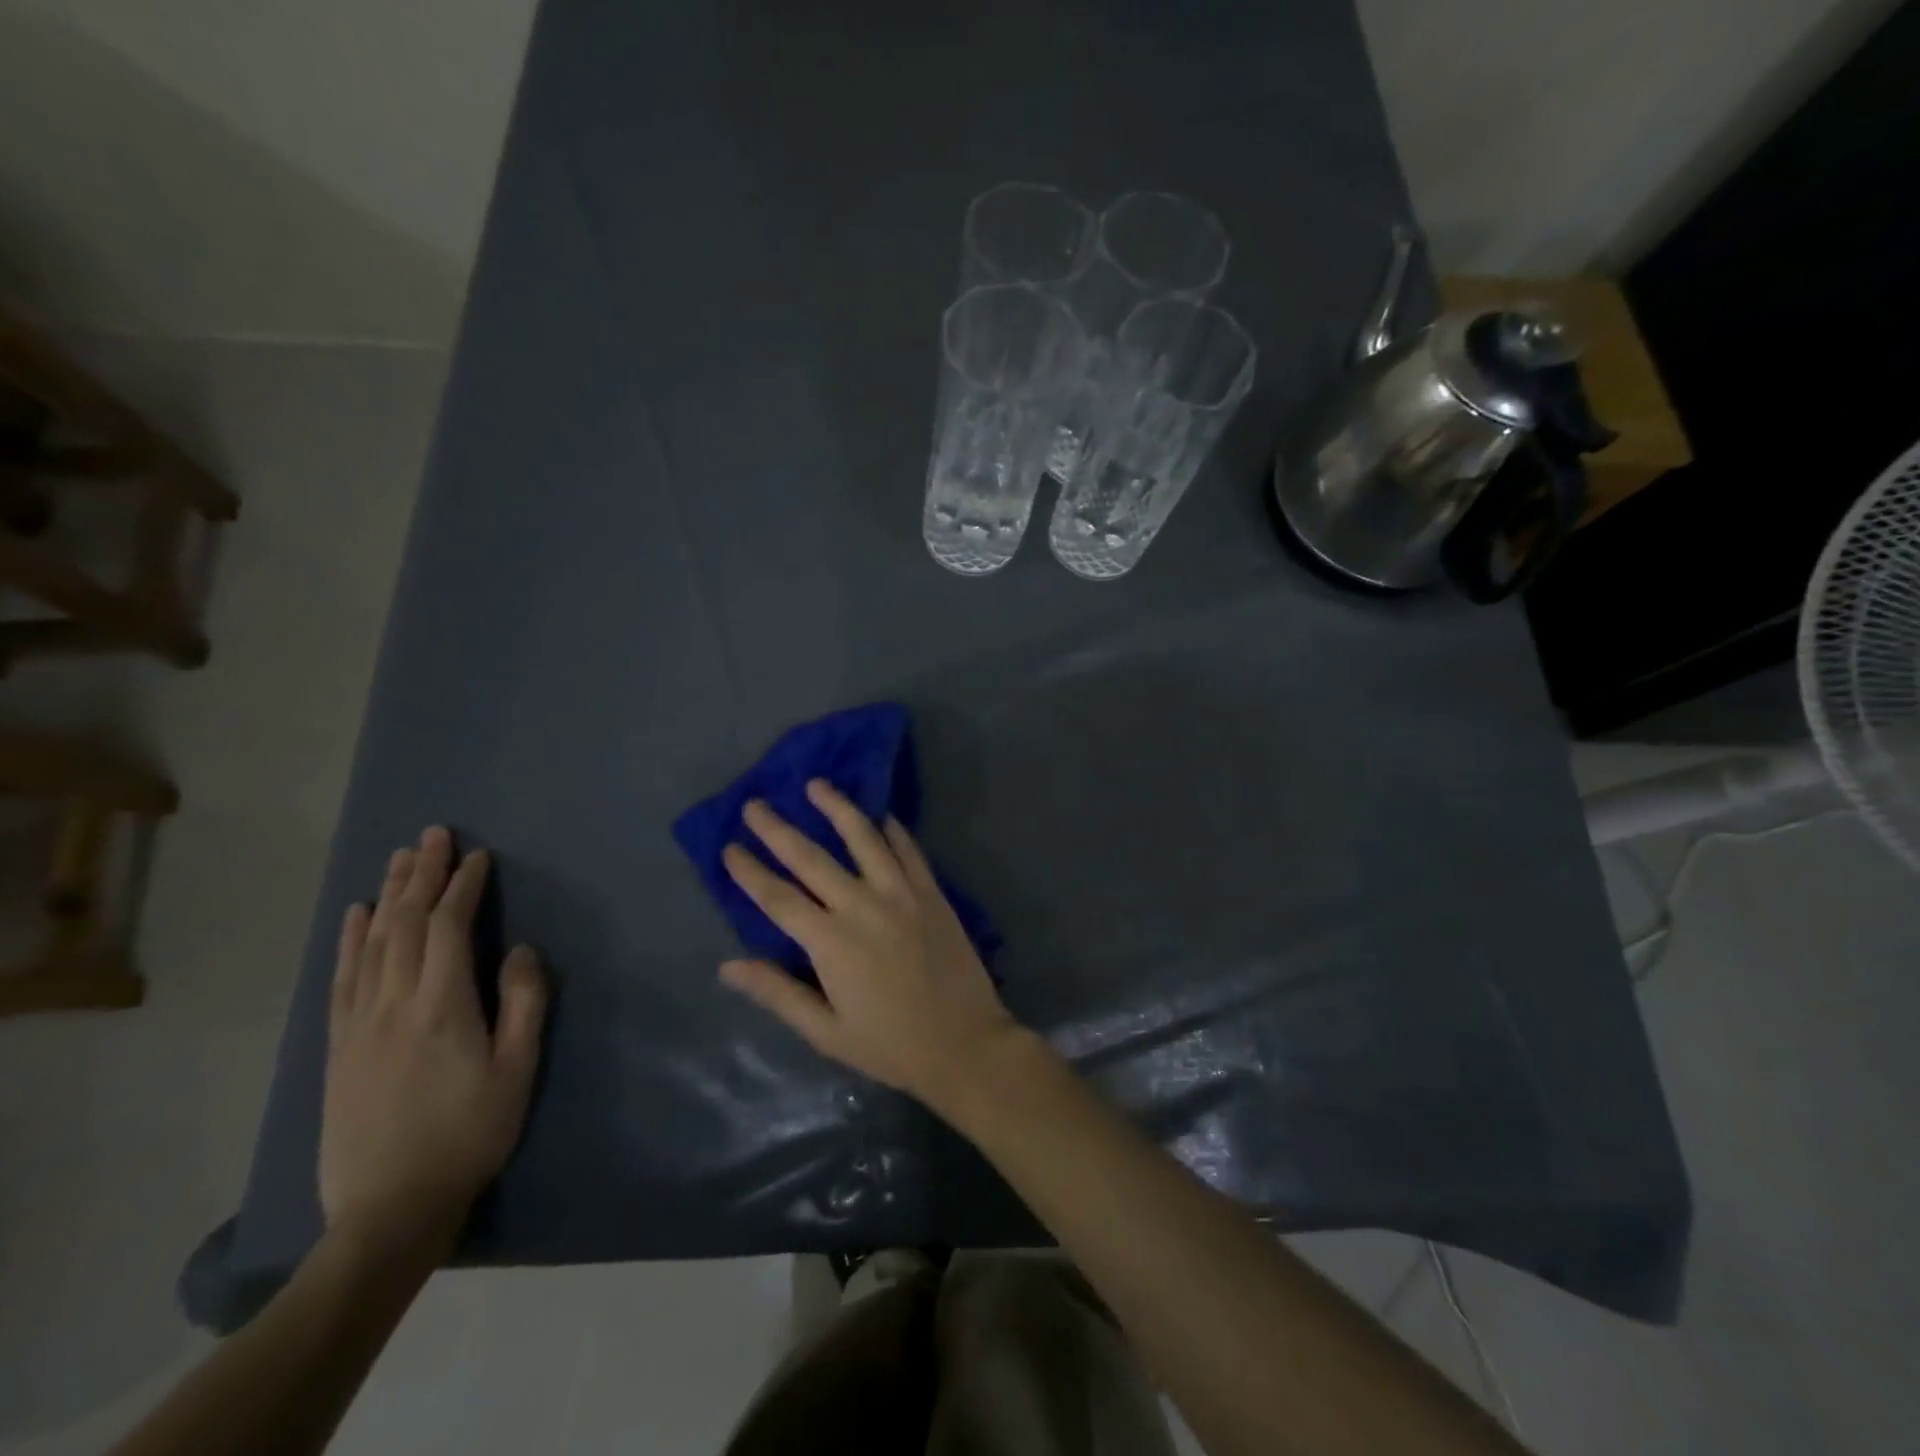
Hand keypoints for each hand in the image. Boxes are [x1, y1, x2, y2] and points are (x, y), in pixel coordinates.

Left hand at [321, 827, 546, 1258]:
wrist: (390, 1207)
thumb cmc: (470, 1134)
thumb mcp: (518, 1070)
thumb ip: (525, 1003)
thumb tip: (522, 950)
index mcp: (442, 1006)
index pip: (449, 928)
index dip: (463, 887)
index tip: (478, 857)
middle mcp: (394, 1003)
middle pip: (405, 924)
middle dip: (422, 874)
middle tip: (434, 834)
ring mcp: (359, 1023)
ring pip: (371, 943)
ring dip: (387, 895)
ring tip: (400, 858)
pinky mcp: (339, 1045)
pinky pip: (342, 977)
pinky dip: (349, 939)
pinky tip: (355, 915)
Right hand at [718, 780, 1019, 1111]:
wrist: (965, 1043)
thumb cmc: (890, 1045)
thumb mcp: (826, 1032)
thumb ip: (777, 993)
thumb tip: (728, 966)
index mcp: (831, 942)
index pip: (778, 897)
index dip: (750, 871)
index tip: (729, 847)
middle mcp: (862, 906)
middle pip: (812, 858)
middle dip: (778, 829)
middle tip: (755, 804)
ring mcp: (902, 893)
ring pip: (863, 838)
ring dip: (837, 807)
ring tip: (817, 784)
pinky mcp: (931, 892)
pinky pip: (908, 849)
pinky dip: (891, 828)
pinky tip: (879, 814)